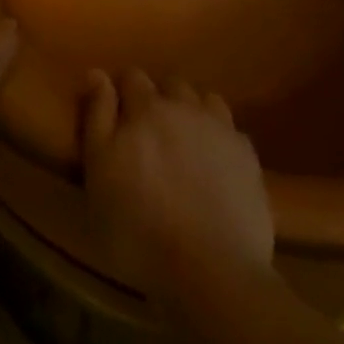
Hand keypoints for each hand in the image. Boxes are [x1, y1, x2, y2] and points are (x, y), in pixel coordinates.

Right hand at [81, 69, 274, 307]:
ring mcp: (220, 127)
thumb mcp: (98, 176)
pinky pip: (230, 130)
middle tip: (150, 133)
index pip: (131, 77)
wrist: (211, 270)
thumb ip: (97, 118)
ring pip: (203, 100)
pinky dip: (219, 138)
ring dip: (192, 111)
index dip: (122, 90)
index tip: (117, 113)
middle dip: (159, 97)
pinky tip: (215, 164)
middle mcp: (184, 105)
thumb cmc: (139, 230)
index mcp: (146, 108)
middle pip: (170, 84)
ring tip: (184, 142)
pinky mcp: (247, 154)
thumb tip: (96, 72)